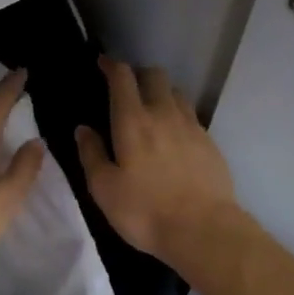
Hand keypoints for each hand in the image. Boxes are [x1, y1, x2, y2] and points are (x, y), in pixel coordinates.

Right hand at [76, 59, 241, 269]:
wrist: (204, 230)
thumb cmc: (145, 211)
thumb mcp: (104, 189)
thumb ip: (91, 154)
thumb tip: (83, 129)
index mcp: (133, 121)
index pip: (123, 77)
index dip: (111, 65)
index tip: (103, 63)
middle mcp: (164, 114)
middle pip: (155, 75)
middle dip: (139, 74)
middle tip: (128, 88)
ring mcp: (191, 126)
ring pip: (176, 93)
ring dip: (161, 93)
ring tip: (152, 110)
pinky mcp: (210, 142)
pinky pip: (191, 116)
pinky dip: (178, 115)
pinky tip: (174, 136)